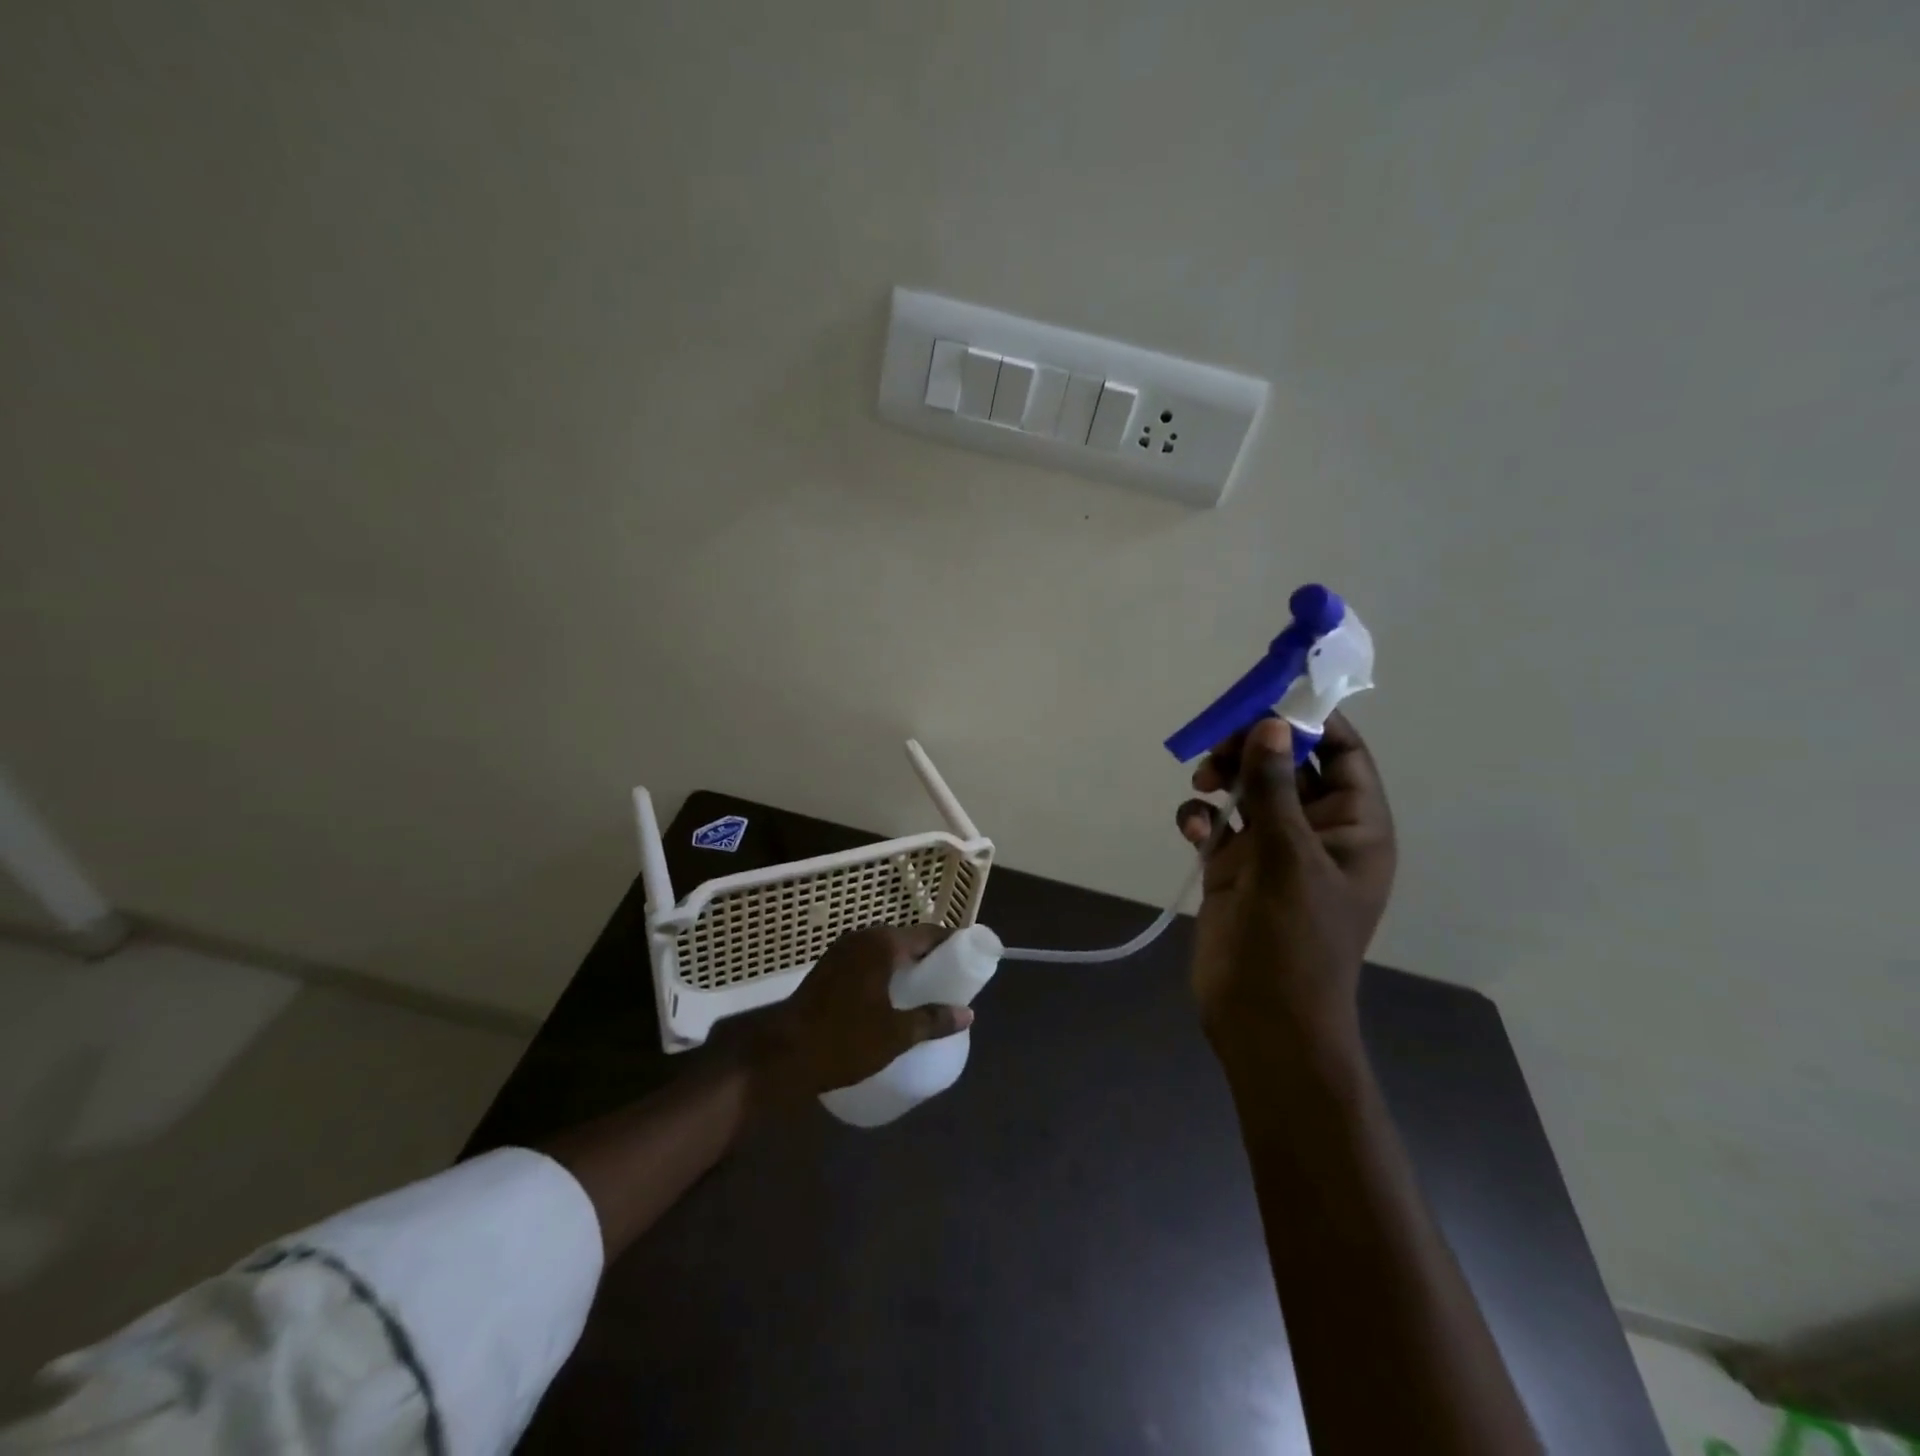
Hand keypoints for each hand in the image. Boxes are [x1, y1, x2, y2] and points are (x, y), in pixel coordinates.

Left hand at [752, 924, 972, 1098]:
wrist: (782, 1055)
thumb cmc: (843, 1041)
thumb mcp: (895, 1035)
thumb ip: (933, 1020)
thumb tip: (967, 1013)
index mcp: (882, 945)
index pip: (928, 933)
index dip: (952, 944)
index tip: (971, 959)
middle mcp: (862, 938)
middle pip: (907, 939)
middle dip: (930, 955)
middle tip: (951, 978)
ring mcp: (842, 950)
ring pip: (886, 950)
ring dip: (906, 964)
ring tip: (926, 989)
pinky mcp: (829, 967)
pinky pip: (868, 960)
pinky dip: (886, 971)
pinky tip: (893, 996)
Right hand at [1175, 712, 1396, 1067]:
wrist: (1261, 1018)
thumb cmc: (1293, 939)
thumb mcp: (1287, 856)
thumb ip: (1274, 787)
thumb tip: (1270, 724)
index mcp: (1355, 827)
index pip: (1343, 754)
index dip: (1310, 721)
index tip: (1266, 699)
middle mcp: (1317, 832)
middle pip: (1288, 765)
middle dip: (1253, 748)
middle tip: (1218, 743)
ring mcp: (1274, 850)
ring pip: (1249, 789)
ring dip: (1223, 777)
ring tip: (1202, 783)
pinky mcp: (1235, 868)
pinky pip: (1218, 824)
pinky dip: (1202, 817)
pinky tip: (1192, 829)